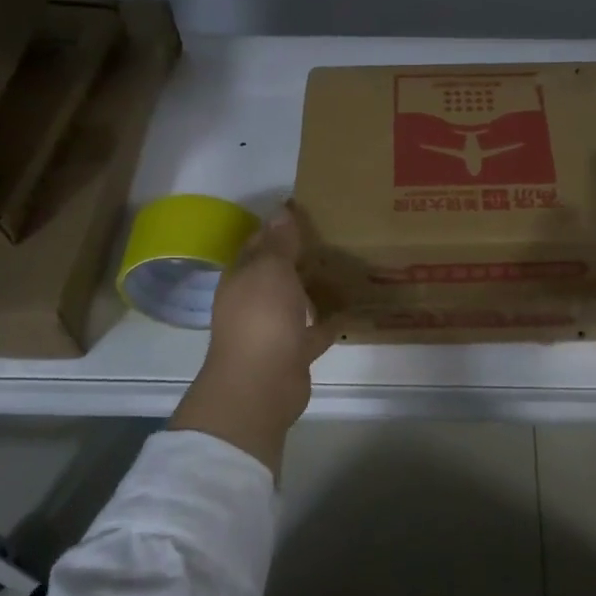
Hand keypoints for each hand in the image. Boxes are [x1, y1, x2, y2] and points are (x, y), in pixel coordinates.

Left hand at [169, 206, 337, 476]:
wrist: (261, 384)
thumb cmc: (262, 318)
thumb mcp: (270, 270)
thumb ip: (279, 243)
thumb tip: (281, 210)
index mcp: (242, 277)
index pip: (259, 243)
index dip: (280, 227)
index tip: (309, 211)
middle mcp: (253, 300)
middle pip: (278, 272)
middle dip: (300, 256)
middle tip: (336, 236)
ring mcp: (273, 328)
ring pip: (296, 301)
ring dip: (314, 287)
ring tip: (346, 267)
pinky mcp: (294, 351)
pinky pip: (315, 330)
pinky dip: (330, 320)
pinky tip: (354, 307)